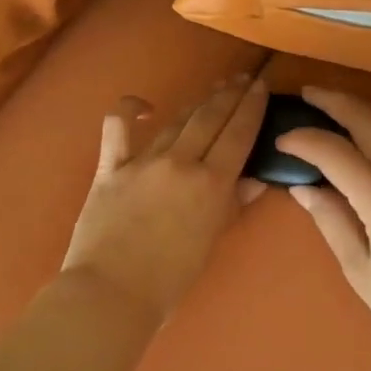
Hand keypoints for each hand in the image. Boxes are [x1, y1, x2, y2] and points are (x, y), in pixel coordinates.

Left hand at [61, 74, 268, 320]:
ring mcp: (143, 161)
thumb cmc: (169, 280)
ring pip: (175, 122)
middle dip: (228, 95)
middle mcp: (180, 162)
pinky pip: (118, 128)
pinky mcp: (110, 167)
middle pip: (210, 118)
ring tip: (212, 90)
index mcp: (211, 183)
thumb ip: (232, 205)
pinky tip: (144, 107)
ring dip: (196, 104)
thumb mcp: (210, 242)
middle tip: (240, 78)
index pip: (238, 134)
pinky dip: (130, 111)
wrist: (111, 293)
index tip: (260, 86)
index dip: (251, 107)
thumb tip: (256, 179)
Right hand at [277, 88, 370, 365]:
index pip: (337, 152)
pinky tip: (358, 136)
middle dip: (336, 101)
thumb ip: (332, 221)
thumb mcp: (361, 270)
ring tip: (326, 106)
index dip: (305, 140)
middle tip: (305, 94)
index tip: (281, 139)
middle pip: (370, 121)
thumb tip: (303, 188)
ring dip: (357, 110)